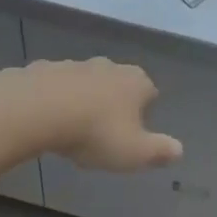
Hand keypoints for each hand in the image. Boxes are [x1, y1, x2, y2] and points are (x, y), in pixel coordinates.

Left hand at [0, 59, 181, 171]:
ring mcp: (74, 64)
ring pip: (86, 83)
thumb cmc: (94, 132)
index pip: (150, 92)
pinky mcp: (44, 69)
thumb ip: (159, 151)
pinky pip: (55, 86)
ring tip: (73, 129)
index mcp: (135, 81)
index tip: (134, 134)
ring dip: (83, 100)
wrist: (37, 109)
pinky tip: (46, 120)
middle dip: (113, 103)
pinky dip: (54, 99)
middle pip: (117, 84)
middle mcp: (108, 66)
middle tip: (104, 133)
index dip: (144, 112)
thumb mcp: (134, 152)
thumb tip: (179, 150)